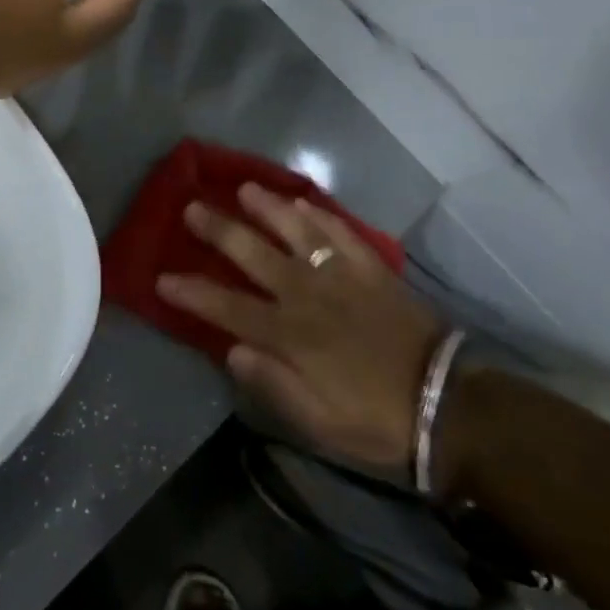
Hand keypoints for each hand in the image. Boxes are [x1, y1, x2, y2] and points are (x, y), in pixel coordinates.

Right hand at [158, 184, 445, 473]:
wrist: (448, 407)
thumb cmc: (376, 420)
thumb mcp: (317, 421)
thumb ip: (272, 383)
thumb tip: (232, 349)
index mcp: (290, 335)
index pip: (227, 306)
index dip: (191, 291)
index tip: (162, 278)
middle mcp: (307, 295)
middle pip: (253, 253)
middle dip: (218, 229)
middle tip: (192, 206)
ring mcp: (341, 276)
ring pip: (296, 230)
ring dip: (267, 207)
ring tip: (244, 188)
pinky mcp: (372, 269)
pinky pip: (340, 232)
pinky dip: (319, 215)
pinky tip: (303, 202)